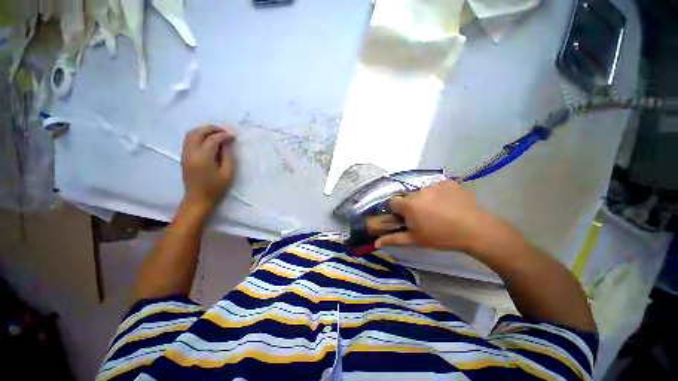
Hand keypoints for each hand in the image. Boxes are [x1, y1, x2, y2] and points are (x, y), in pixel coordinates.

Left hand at [181, 125, 236, 213]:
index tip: (234, 135)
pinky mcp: (184, 157)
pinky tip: (209, 140)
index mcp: (203, 158)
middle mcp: (191, 153)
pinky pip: (189, 140)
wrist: (198, 199)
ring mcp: (185, 154)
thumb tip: (228, 143)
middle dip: (212, 129)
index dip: (224, 135)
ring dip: (204, 131)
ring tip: (217, 133)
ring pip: (191, 134)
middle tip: (225, 131)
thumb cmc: (216, 188)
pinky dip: (199, 135)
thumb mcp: (228, 174)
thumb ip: (229, 156)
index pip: (213, 139)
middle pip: (198, 132)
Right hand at [375, 181, 515, 253]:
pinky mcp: (448, 182)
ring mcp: (434, 184)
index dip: (398, 211)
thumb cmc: (442, 237)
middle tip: (425, 217)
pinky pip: (437, 186)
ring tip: (440, 211)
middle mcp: (418, 191)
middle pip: (409, 197)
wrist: (476, 230)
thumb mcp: (416, 240)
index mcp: (409, 204)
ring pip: (423, 191)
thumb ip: (394, 239)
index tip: (407, 219)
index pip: (393, 202)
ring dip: (426, 199)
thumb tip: (376, 243)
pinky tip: (449, 204)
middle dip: (412, 205)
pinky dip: (440, 193)